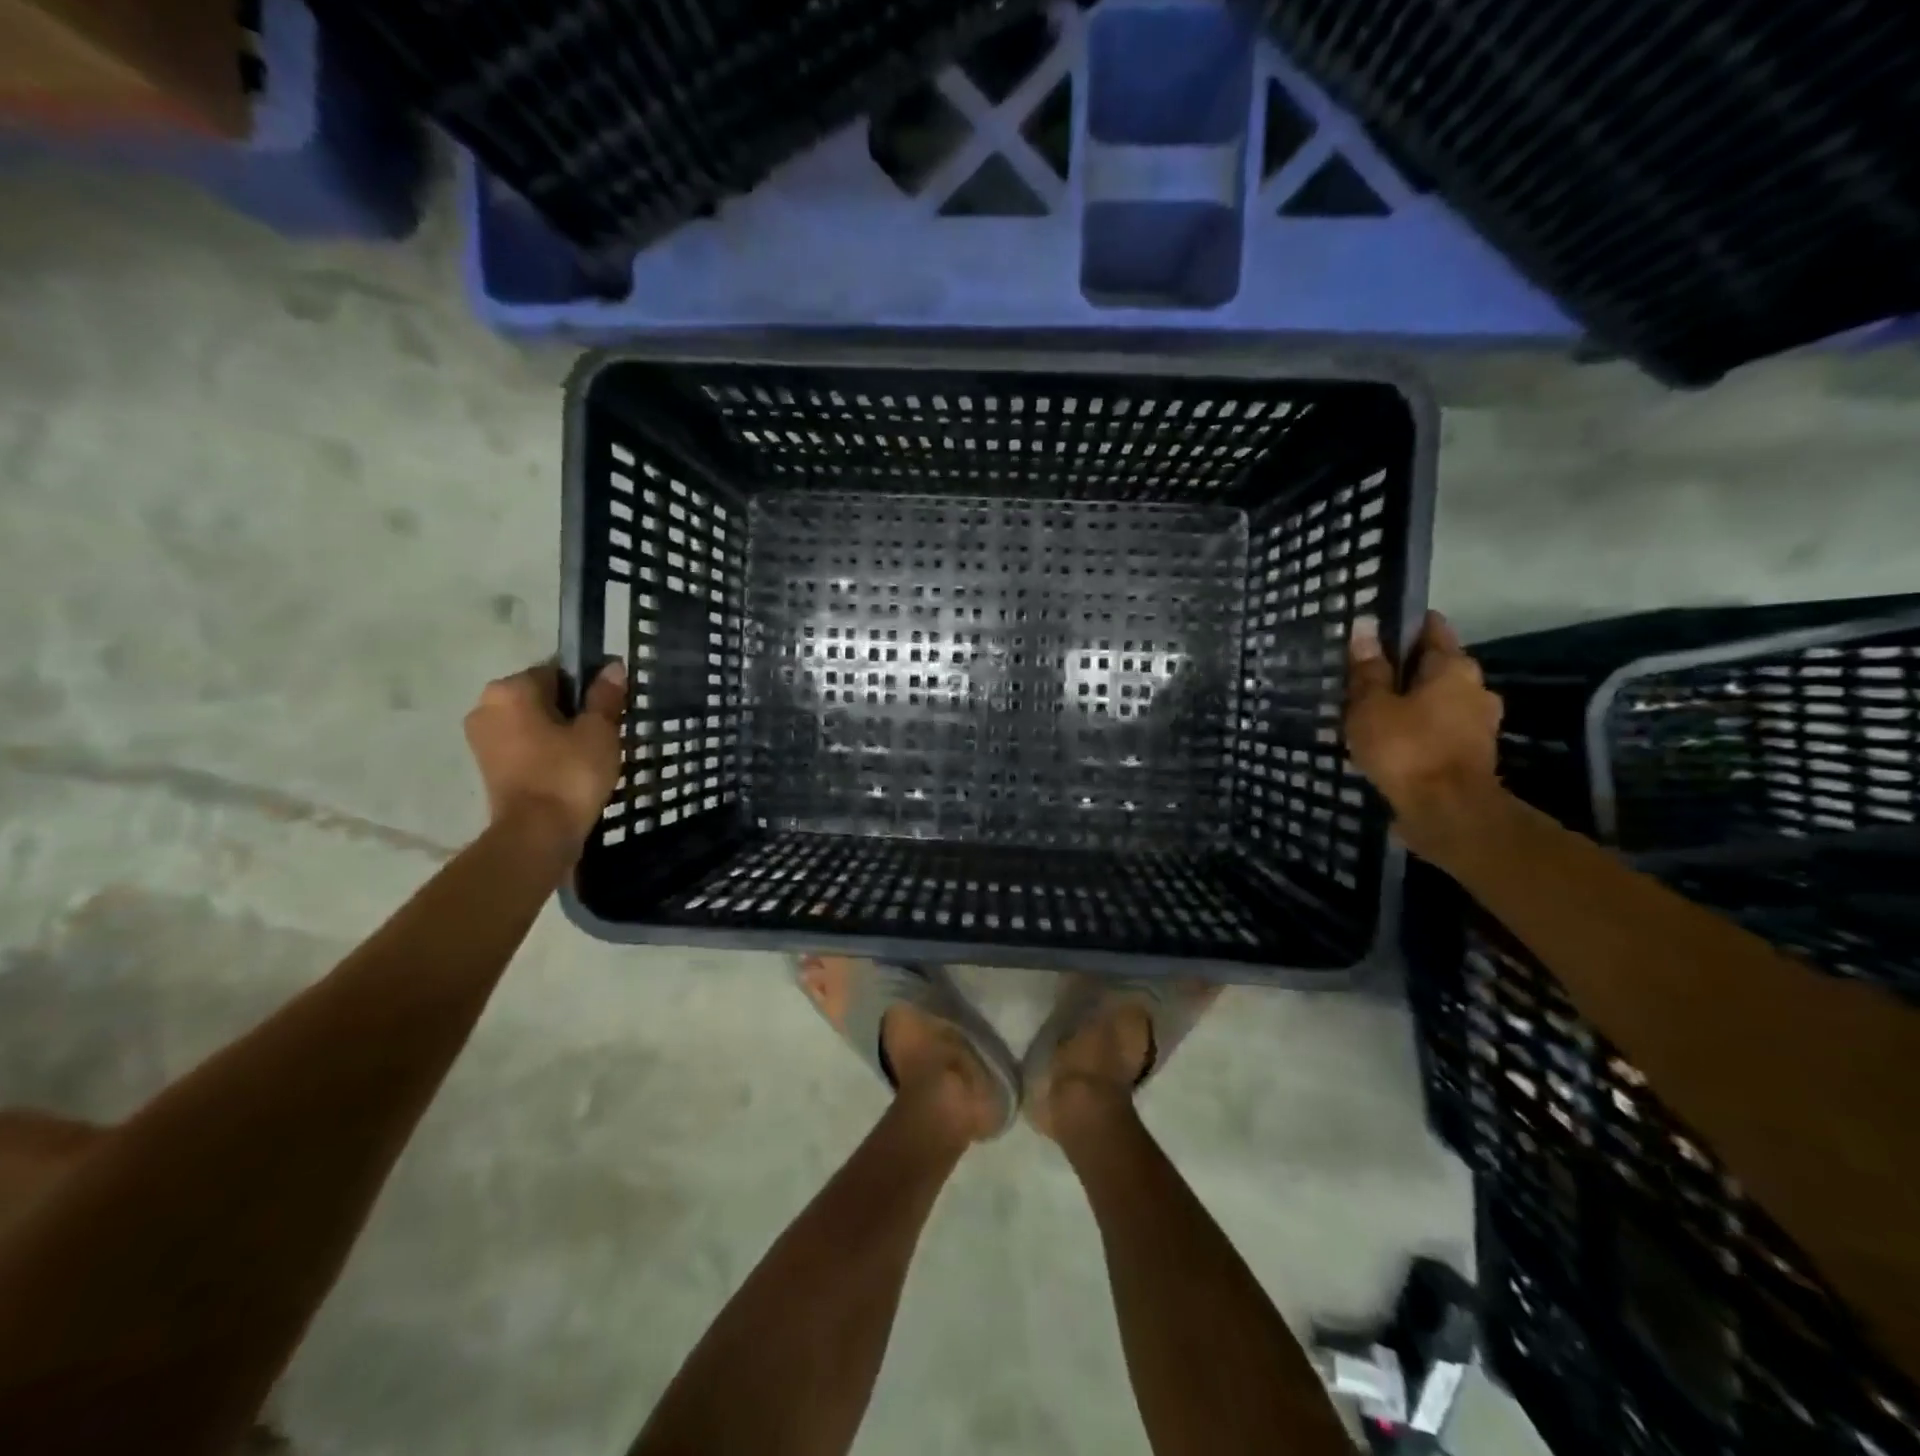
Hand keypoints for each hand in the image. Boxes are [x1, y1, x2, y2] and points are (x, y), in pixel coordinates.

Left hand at [463, 661, 624, 850]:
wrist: (537, 834)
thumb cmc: (569, 774)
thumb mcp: (599, 731)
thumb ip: (605, 696)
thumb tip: (613, 666)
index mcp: (510, 689)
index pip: (558, 671)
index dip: (590, 686)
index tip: (612, 708)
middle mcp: (486, 706)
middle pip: (542, 697)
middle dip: (573, 710)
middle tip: (605, 733)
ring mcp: (482, 739)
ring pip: (533, 723)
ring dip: (560, 733)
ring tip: (591, 754)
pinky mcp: (487, 767)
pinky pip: (524, 746)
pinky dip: (546, 752)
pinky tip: (571, 769)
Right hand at [1346, 612, 1502, 844]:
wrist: (1447, 813)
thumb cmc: (1407, 749)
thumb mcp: (1372, 706)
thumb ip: (1368, 670)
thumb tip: (1365, 627)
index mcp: (1454, 667)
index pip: (1431, 628)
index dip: (1401, 627)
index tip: (1372, 636)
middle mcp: (1476, 688)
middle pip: (1435, 667)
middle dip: (1403, 671)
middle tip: (1363, 681)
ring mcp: (1479, 724)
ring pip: (1437, 701)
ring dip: (1410, 705)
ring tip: (1371, 716)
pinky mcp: (1472, 755)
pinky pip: (1439, 731)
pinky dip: (1418, 732)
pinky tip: (1391, 744)